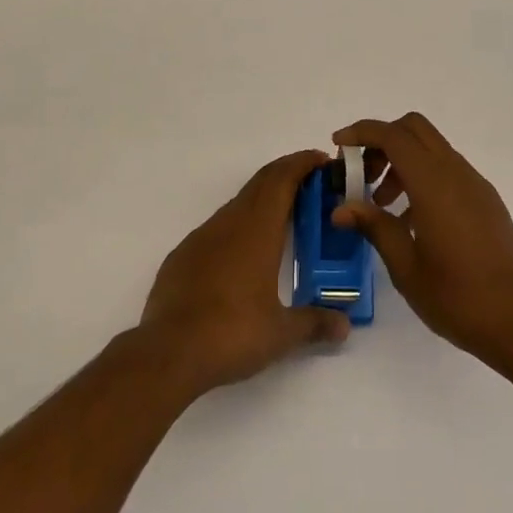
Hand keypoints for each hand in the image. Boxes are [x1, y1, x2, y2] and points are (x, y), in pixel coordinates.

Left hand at [138, 149, 351, 395]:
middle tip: (311, 182)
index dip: (302, 163)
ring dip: (262, 200)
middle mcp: (231, 222)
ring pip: (238, 203)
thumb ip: (314, 323)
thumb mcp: (280, 334)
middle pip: (261, 182)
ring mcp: (203, 236)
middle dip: (286, 174)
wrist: (168, 352)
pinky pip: (218, 228)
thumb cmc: (232, 334)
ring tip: (283, 217)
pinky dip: (238, 225)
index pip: (282, 179)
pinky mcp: (183, 254)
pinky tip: (243, 254)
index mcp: (258, 229)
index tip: (322, 160)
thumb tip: (344, 325)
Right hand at [332, 113, 512, 369]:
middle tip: (362, 174)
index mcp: (433, 183)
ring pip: (431, 147)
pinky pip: (448, 169)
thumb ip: (374, 226)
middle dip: (382, 140)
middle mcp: (456, 172)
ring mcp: (475, 184)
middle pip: (414, 128)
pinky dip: (423, 176)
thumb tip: (341, 208)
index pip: (393, 135)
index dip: (362, 132)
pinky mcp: (486, 199)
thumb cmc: (457, 298)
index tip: (338, 146)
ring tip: (384, 204)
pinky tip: (414, 219)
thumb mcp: (405, 266)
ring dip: (402, 160)